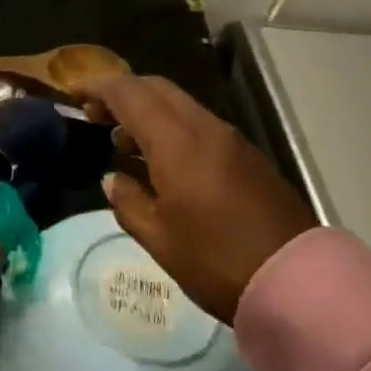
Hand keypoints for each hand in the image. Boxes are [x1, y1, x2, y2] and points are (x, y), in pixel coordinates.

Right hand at [80, 75, 315, 323]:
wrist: (297, 282)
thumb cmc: (216, 261)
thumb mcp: (159, 238)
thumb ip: (128, 201)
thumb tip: (113, 179)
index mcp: (177, 142)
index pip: (130, 94)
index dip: (98, 88)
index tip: (73, 94)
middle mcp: (206, 128)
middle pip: (157, 89)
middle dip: (122, 93)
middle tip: (94, 116)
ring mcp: (231, 140)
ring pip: (180, 105)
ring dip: (147, 111)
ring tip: (121, 141)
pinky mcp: (248, 157)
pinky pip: (199, 125)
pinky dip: (171, 128)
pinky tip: (160, 160)